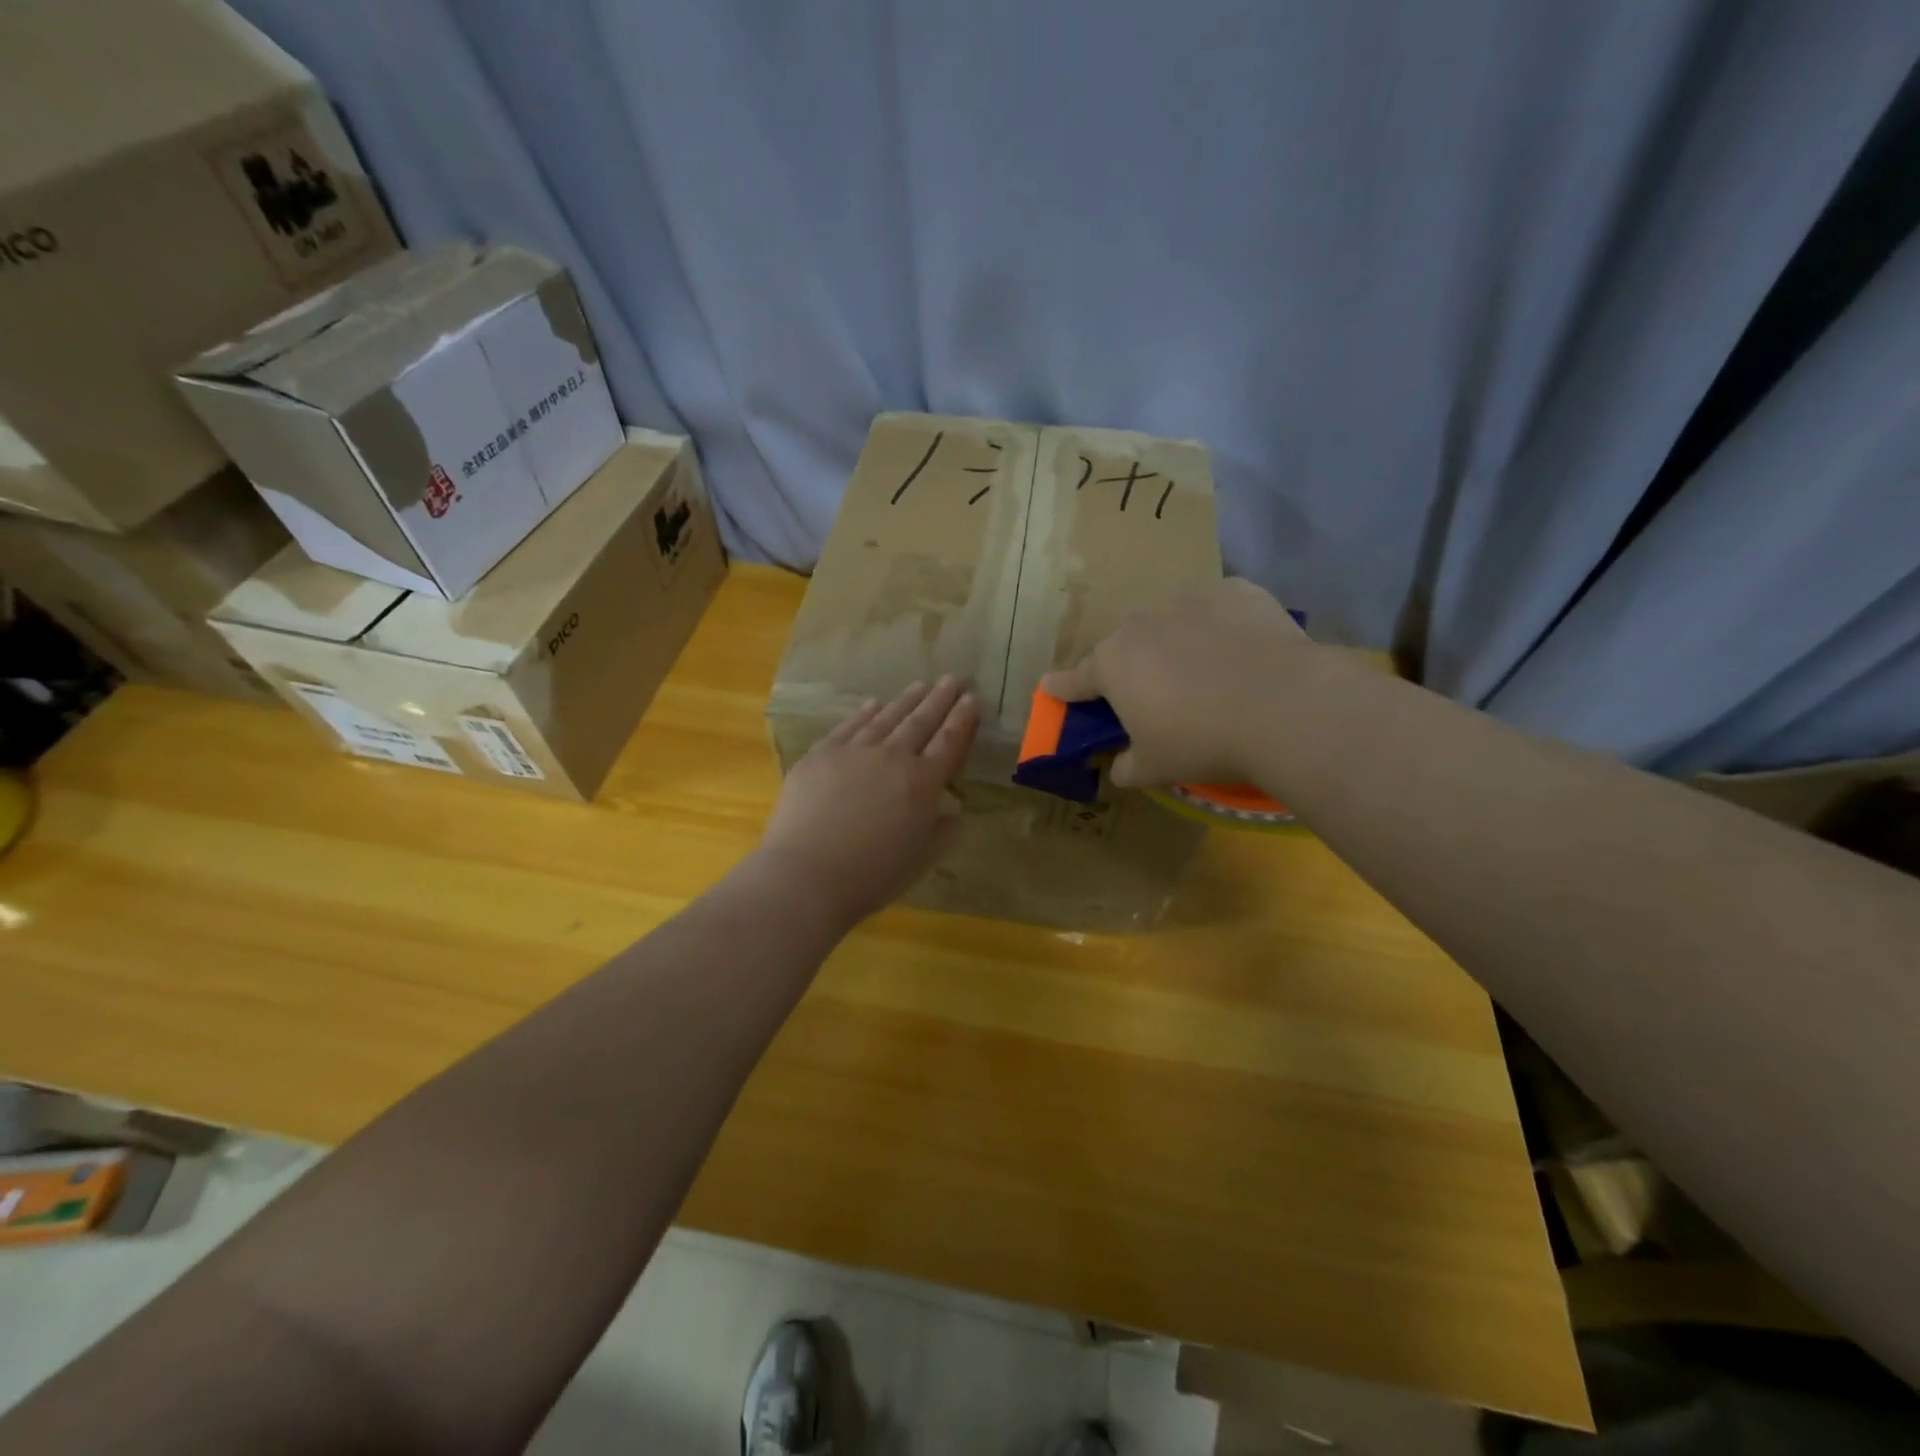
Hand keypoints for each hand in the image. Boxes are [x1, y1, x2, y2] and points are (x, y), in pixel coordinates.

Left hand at [754, 677, 978, 925]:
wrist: (808, 874)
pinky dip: (865, 713)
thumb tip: (951, 809)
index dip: (962, 720)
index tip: (972, 699)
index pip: (949, 742)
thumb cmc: (872, 876)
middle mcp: (892, 757)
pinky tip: (873, 704)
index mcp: (923, 783)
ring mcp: (854, 751)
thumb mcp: (922, 858)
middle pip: (921, 722)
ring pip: (886, 718)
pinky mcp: (821, 754)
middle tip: (953, 679)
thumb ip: (942, 829)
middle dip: (940, 699)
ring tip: (920, 684)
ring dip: (906, 700)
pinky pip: (849, 726)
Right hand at [1041, 579, 1308, 786]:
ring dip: (1172, 638)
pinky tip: (1240, 648)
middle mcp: (1141, 623)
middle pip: (1123, 642)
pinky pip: (1216, 607)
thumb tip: (1118, 768)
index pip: (1076, 679)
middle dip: (1129, 663)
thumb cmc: (1202, 740)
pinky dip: (1219, 625)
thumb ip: (1126, 766)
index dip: (1063, 687)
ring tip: (1201, 667)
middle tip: (1151, 692)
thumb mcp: (1155, 767)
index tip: (1050, 687)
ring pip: (1168, 618)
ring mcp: (1188, 600)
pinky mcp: (1235, 591)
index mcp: (1112, 664)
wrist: (1284, 705)